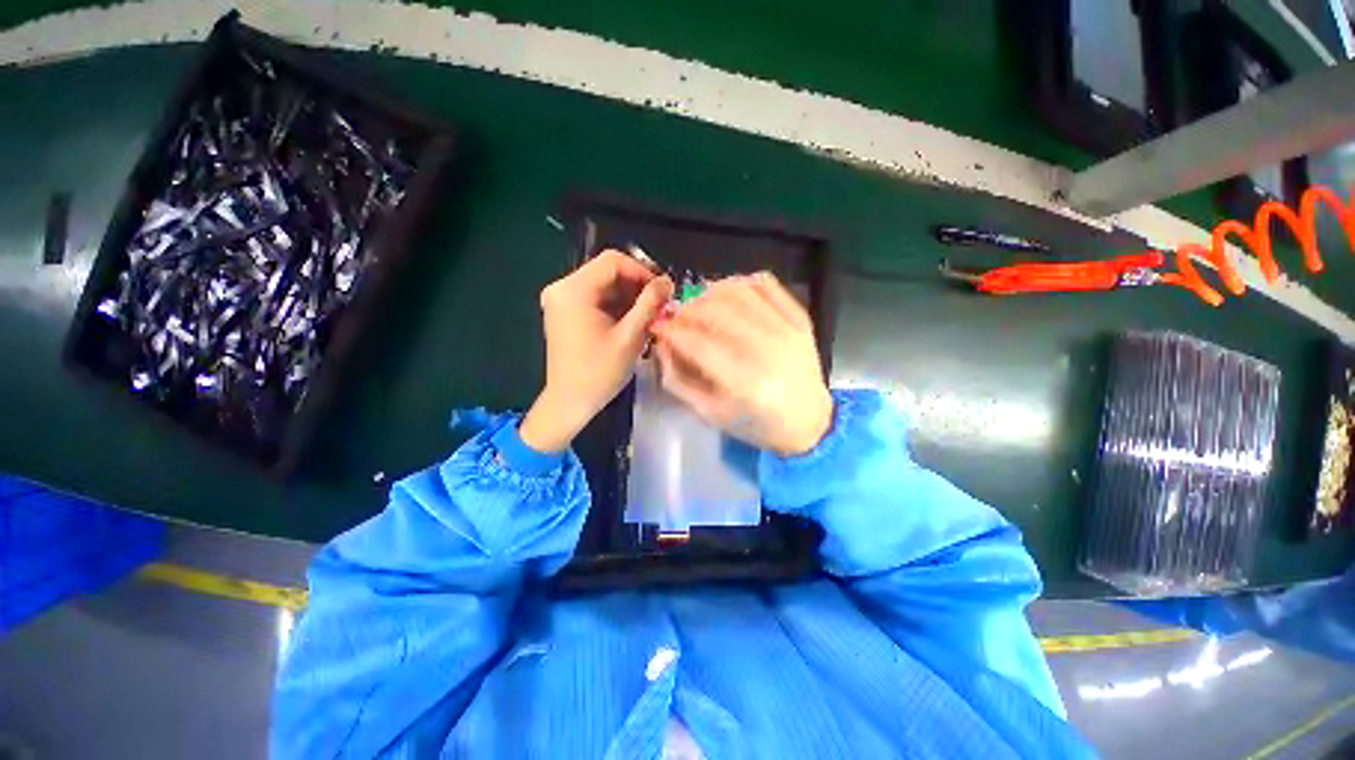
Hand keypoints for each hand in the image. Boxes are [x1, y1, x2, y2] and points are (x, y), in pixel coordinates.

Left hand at [519, 250, 673, 451]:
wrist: (570, 402)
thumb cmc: (600, 372)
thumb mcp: (630, 336)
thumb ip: (650, 304)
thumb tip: (667, 281)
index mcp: (573, 290)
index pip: (613, 261)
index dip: (643, 272)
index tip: (662, 292)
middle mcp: (562, 288)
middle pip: (607, 272)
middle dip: (637, 287)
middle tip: (660, 306)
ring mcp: (561, 300)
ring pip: (603, 285)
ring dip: (629, 298)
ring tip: (650, 317)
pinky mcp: (564, 313)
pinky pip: (595, 298)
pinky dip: (616, 306)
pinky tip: (632, 323)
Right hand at [651, 272, 831, 455]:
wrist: (808, 421)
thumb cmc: (756, 424)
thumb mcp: (710, 414)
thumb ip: (679, 380)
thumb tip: (662, 344)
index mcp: (745, 384)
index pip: (697, 344)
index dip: (671, 330)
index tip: (658, 326)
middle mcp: (768, 351)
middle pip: (716, 311)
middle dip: (687, 309)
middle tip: (677, 317)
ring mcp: (788, 330)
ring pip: (739, 291)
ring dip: (709, 292)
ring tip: (699, 305)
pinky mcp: (800, 320)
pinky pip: (766, 285)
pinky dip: (741, 282)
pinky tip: (728, 294)